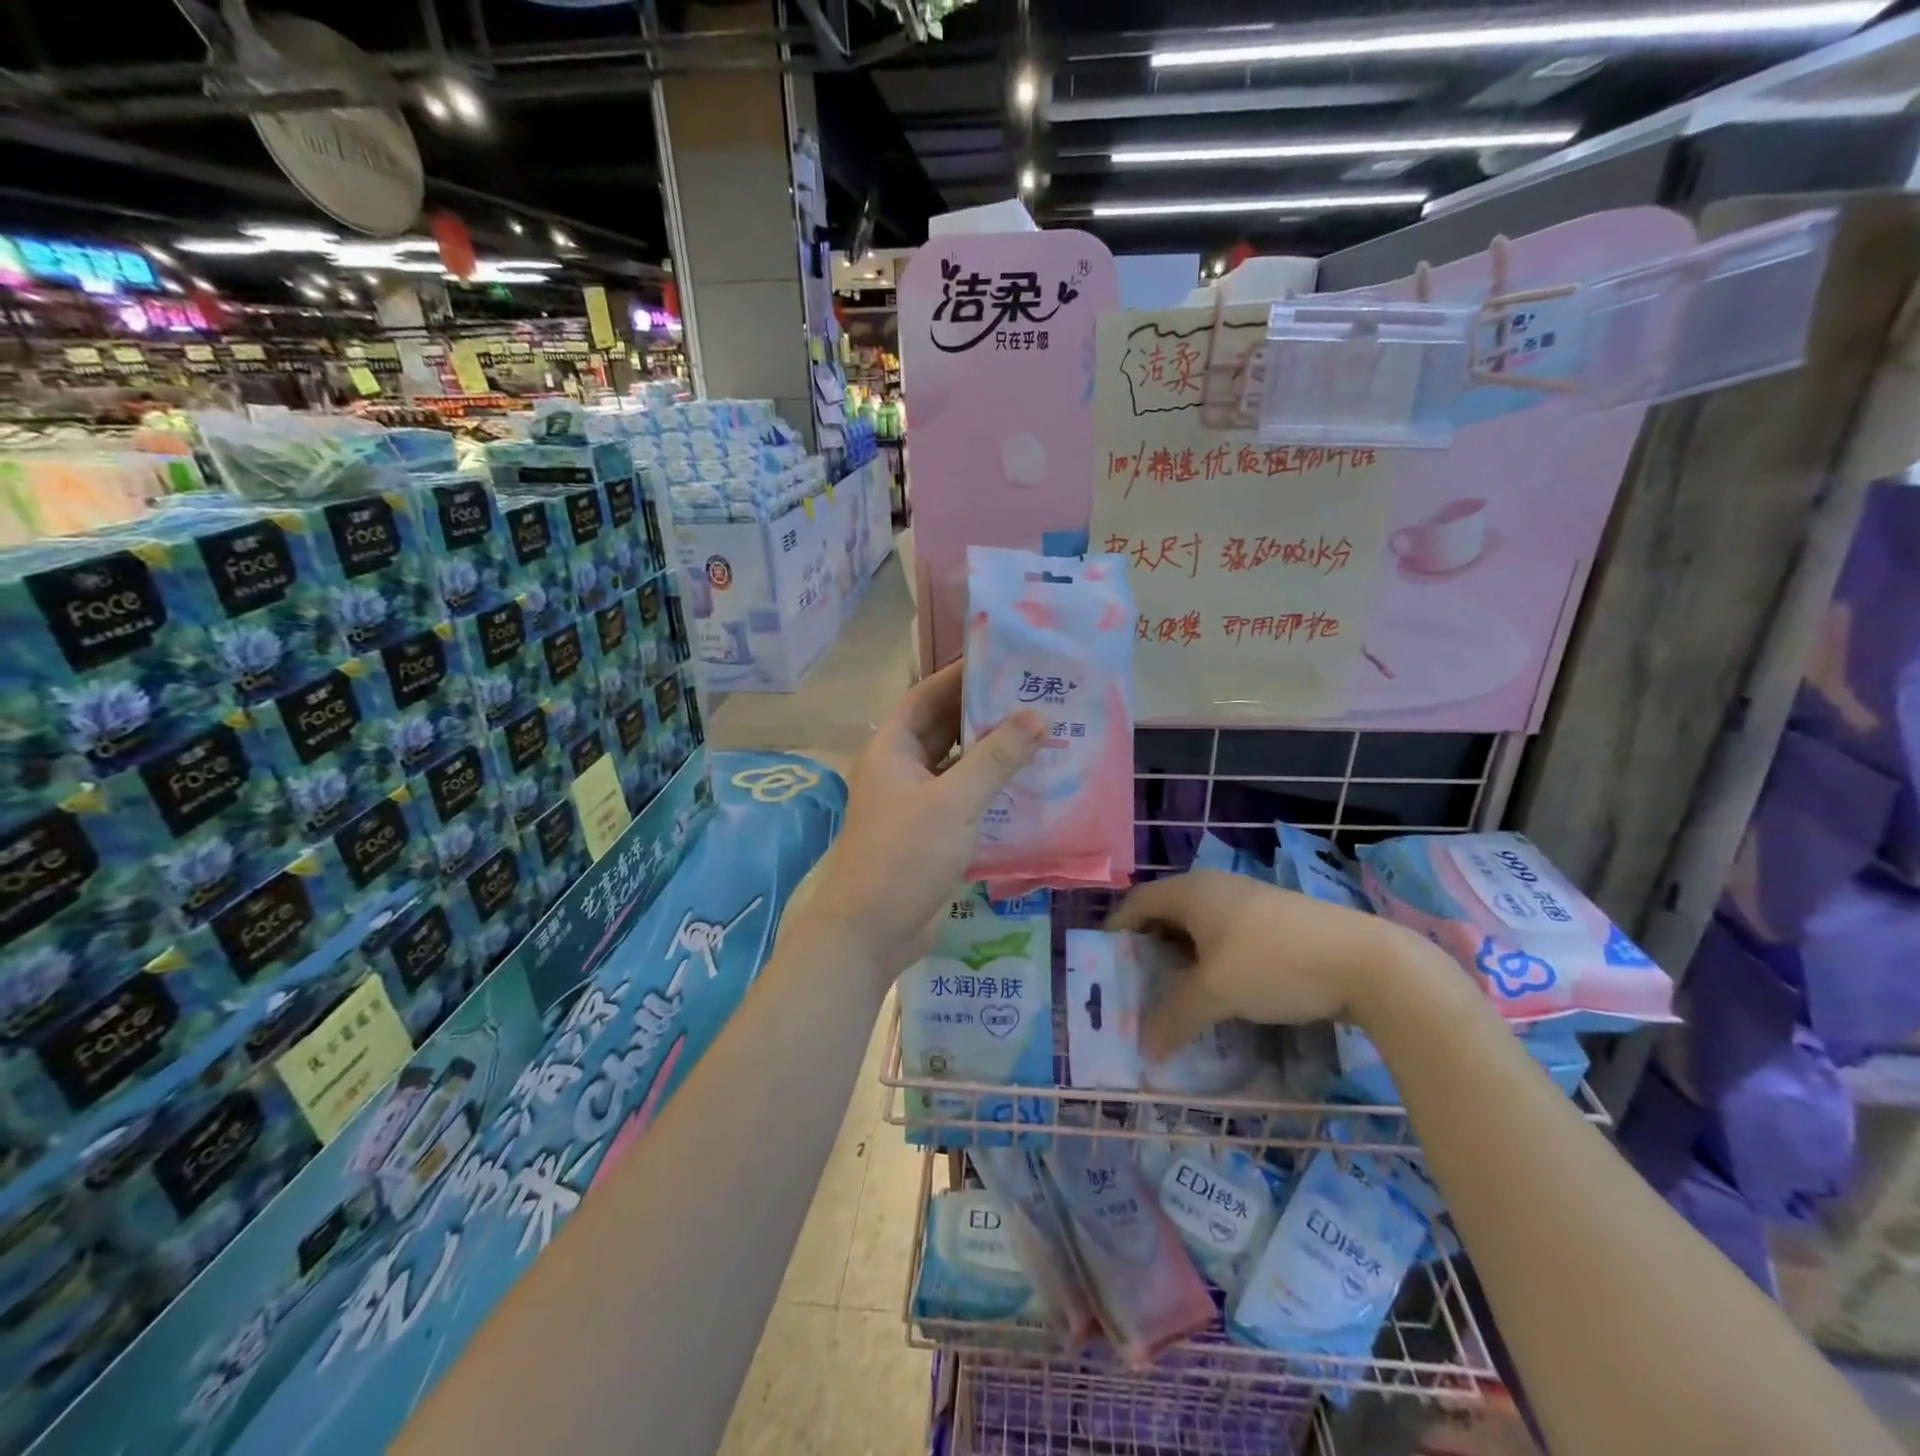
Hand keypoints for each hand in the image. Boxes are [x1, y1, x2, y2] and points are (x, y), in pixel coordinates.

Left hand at [803, 661, 1046, 976]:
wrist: (872, 931)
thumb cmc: (905, 854)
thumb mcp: (955, 801)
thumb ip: (996, 758)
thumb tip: (1037, 716)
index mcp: (892, 749)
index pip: (927, 696)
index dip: (960, 675)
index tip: (1003, 661)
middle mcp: (901, 769)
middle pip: (944, 729)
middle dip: (985, 714)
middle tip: (1034, 696)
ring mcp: (915, 803)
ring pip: (957, 766)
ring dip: (992, 754)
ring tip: (1042, 735)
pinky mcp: (931, 834)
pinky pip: (964, 799)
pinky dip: (991, 790)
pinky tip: (1030, 785)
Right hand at [1107, 870, 1436, 1056]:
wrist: (1365, 961)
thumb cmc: (1273, 963)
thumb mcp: (1216, 993)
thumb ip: (1175, 1018)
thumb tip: (1146, 1049)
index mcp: (1191, 891)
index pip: (1136, 903)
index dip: (1116, 931)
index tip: (1104, 965)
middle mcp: (1215, 888)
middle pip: (1166, 914)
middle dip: (1148, 950)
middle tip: (1137, 987)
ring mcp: (1248, 902)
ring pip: (1199, 928)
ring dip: (1182, 959)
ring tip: (1176, 996)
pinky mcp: (1276, 921)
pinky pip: (1226, 937)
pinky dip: (1211, 961)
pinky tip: (1221, 993)